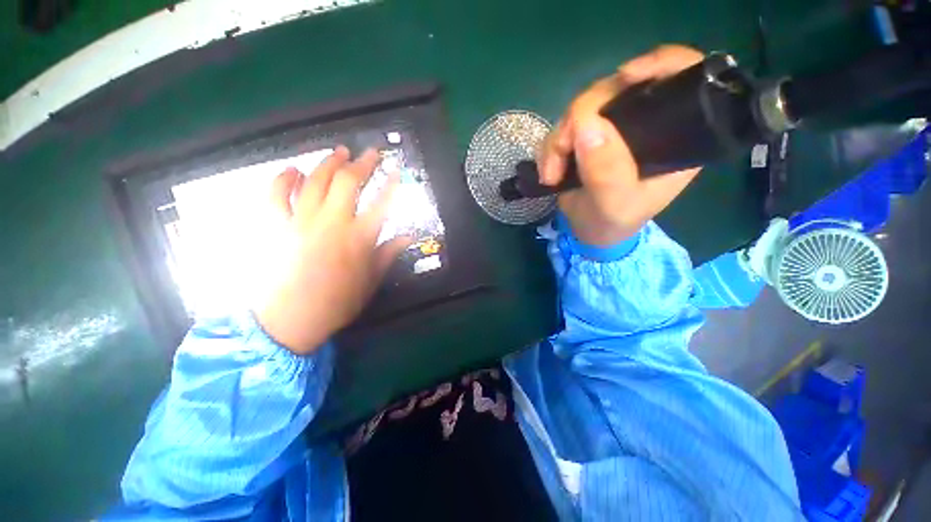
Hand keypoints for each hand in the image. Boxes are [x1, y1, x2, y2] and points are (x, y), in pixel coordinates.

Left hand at [254, 147, 410, 354]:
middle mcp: (332, 222)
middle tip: (370, 153)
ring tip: (339, 152)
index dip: (391, 184)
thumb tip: (408, 237)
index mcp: (359, 237)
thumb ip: (388, 254)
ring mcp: (301, 220)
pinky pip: (276, 194)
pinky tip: (293, 170)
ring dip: (329, 162)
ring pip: (315, 180)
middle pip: (348, 181)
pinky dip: (283, 178)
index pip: (382, 202)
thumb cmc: (338, 302)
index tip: (397, 170)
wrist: (291, 320)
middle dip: (362, 163)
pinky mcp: (277, 226)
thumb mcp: (371, 280)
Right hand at [538, 45, 704, 246]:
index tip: (625, 77)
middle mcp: (644, 121)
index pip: (681, 77)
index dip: (658, 64)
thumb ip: (606, 171)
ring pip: (581, 108)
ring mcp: (612, 127)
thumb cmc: (613, 222)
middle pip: (615, 88)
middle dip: (581, 116)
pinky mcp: (586, 136)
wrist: (589, 232)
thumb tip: (585, 125)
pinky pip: (562, 127)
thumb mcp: (614, 204)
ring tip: (551, 174)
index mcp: (674, 135)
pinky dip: (550, 148)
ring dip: (558, 140)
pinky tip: (548, 171)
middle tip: (561, 152)